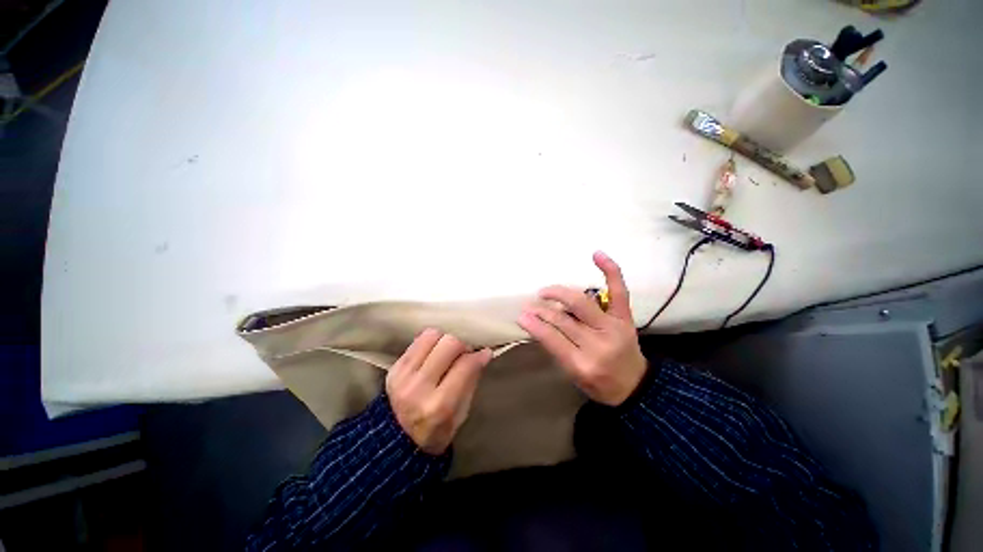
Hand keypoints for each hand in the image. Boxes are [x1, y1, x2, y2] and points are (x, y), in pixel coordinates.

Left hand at [386, 329, 492, 454]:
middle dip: (462, 345)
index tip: (485, 353)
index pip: (466, 365)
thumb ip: (471, 381)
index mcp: (440, 405)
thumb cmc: (437, 430)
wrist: (396, 441)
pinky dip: (430, 342)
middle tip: (464, 354)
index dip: (479, 355)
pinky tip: (434, 353)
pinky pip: (418, 339)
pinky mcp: (394, 367)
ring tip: (446, 353)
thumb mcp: (461, 414)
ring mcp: (403, 375)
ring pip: (432, 335)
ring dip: (444, 340)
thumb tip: (483, 353)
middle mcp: (419, 387)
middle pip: (449, 343)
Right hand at [517, 251, 646, 406]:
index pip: (552, 338)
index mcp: (583, 364)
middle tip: (530, 304)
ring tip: (545, 292)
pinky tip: (597, 255)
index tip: (521, 315)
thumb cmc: (598, 384)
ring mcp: (614, 328)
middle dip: (542, 309)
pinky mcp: (625, 318)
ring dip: (559, 293)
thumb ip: (556, 349)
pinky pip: (619, 291)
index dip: (534, 325)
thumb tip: (535, 323)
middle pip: (563, 319)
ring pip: (581, 303)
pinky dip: (610, 271)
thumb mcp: (572, 374)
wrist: (634, 386)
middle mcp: (599, 345)